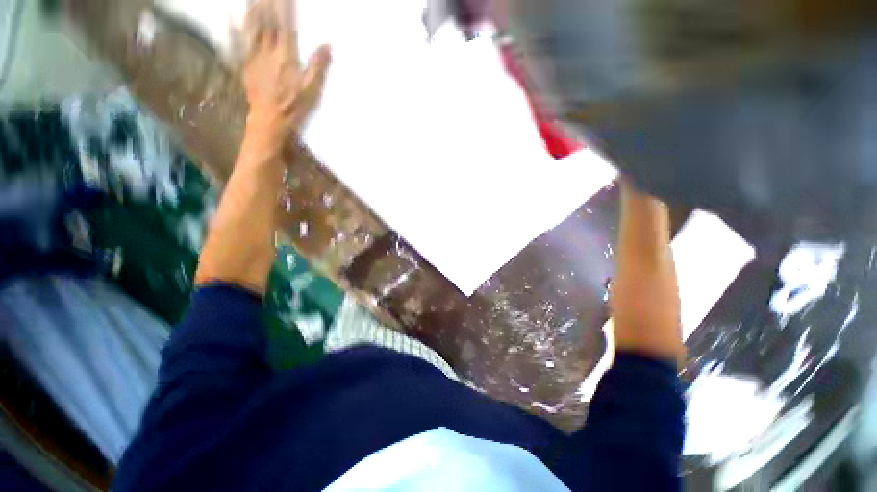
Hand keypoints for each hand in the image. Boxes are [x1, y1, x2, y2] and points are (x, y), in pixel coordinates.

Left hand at [242, 0, 330, 155]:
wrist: (270, 119)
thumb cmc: (294, 106)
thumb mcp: (311, 89)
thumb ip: (318, 66)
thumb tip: (327, 45)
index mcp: (286, 56)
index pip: (287, 25)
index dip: (287, 7)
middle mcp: (268, 51)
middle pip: (267, 21)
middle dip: (268, 3)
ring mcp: (254, 56)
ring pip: (252, 28)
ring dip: (252, 9)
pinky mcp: (245, 64)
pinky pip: (237, 43)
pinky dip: (233, 28)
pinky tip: (229, 17)